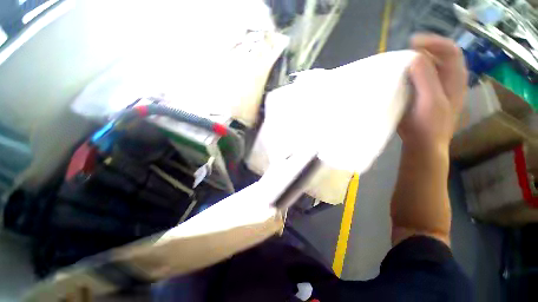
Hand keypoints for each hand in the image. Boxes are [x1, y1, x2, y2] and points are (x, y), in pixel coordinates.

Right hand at [398, 34, 467, 152]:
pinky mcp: (427, 94)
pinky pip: (421, 77)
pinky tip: (402, 77)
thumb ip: (426, 78)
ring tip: (401, 63)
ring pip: (430, 66)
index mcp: (455, 79)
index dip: (433, 42)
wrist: (424, 144)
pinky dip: (412, 72)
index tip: (412, 43)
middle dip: (423, 50)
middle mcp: (450, 79)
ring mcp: (439, 87)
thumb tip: (415, 57)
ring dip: (416, 61)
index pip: (450, 50)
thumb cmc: (428, 125)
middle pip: (440, 56)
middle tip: (404, 54)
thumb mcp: (430, 101)